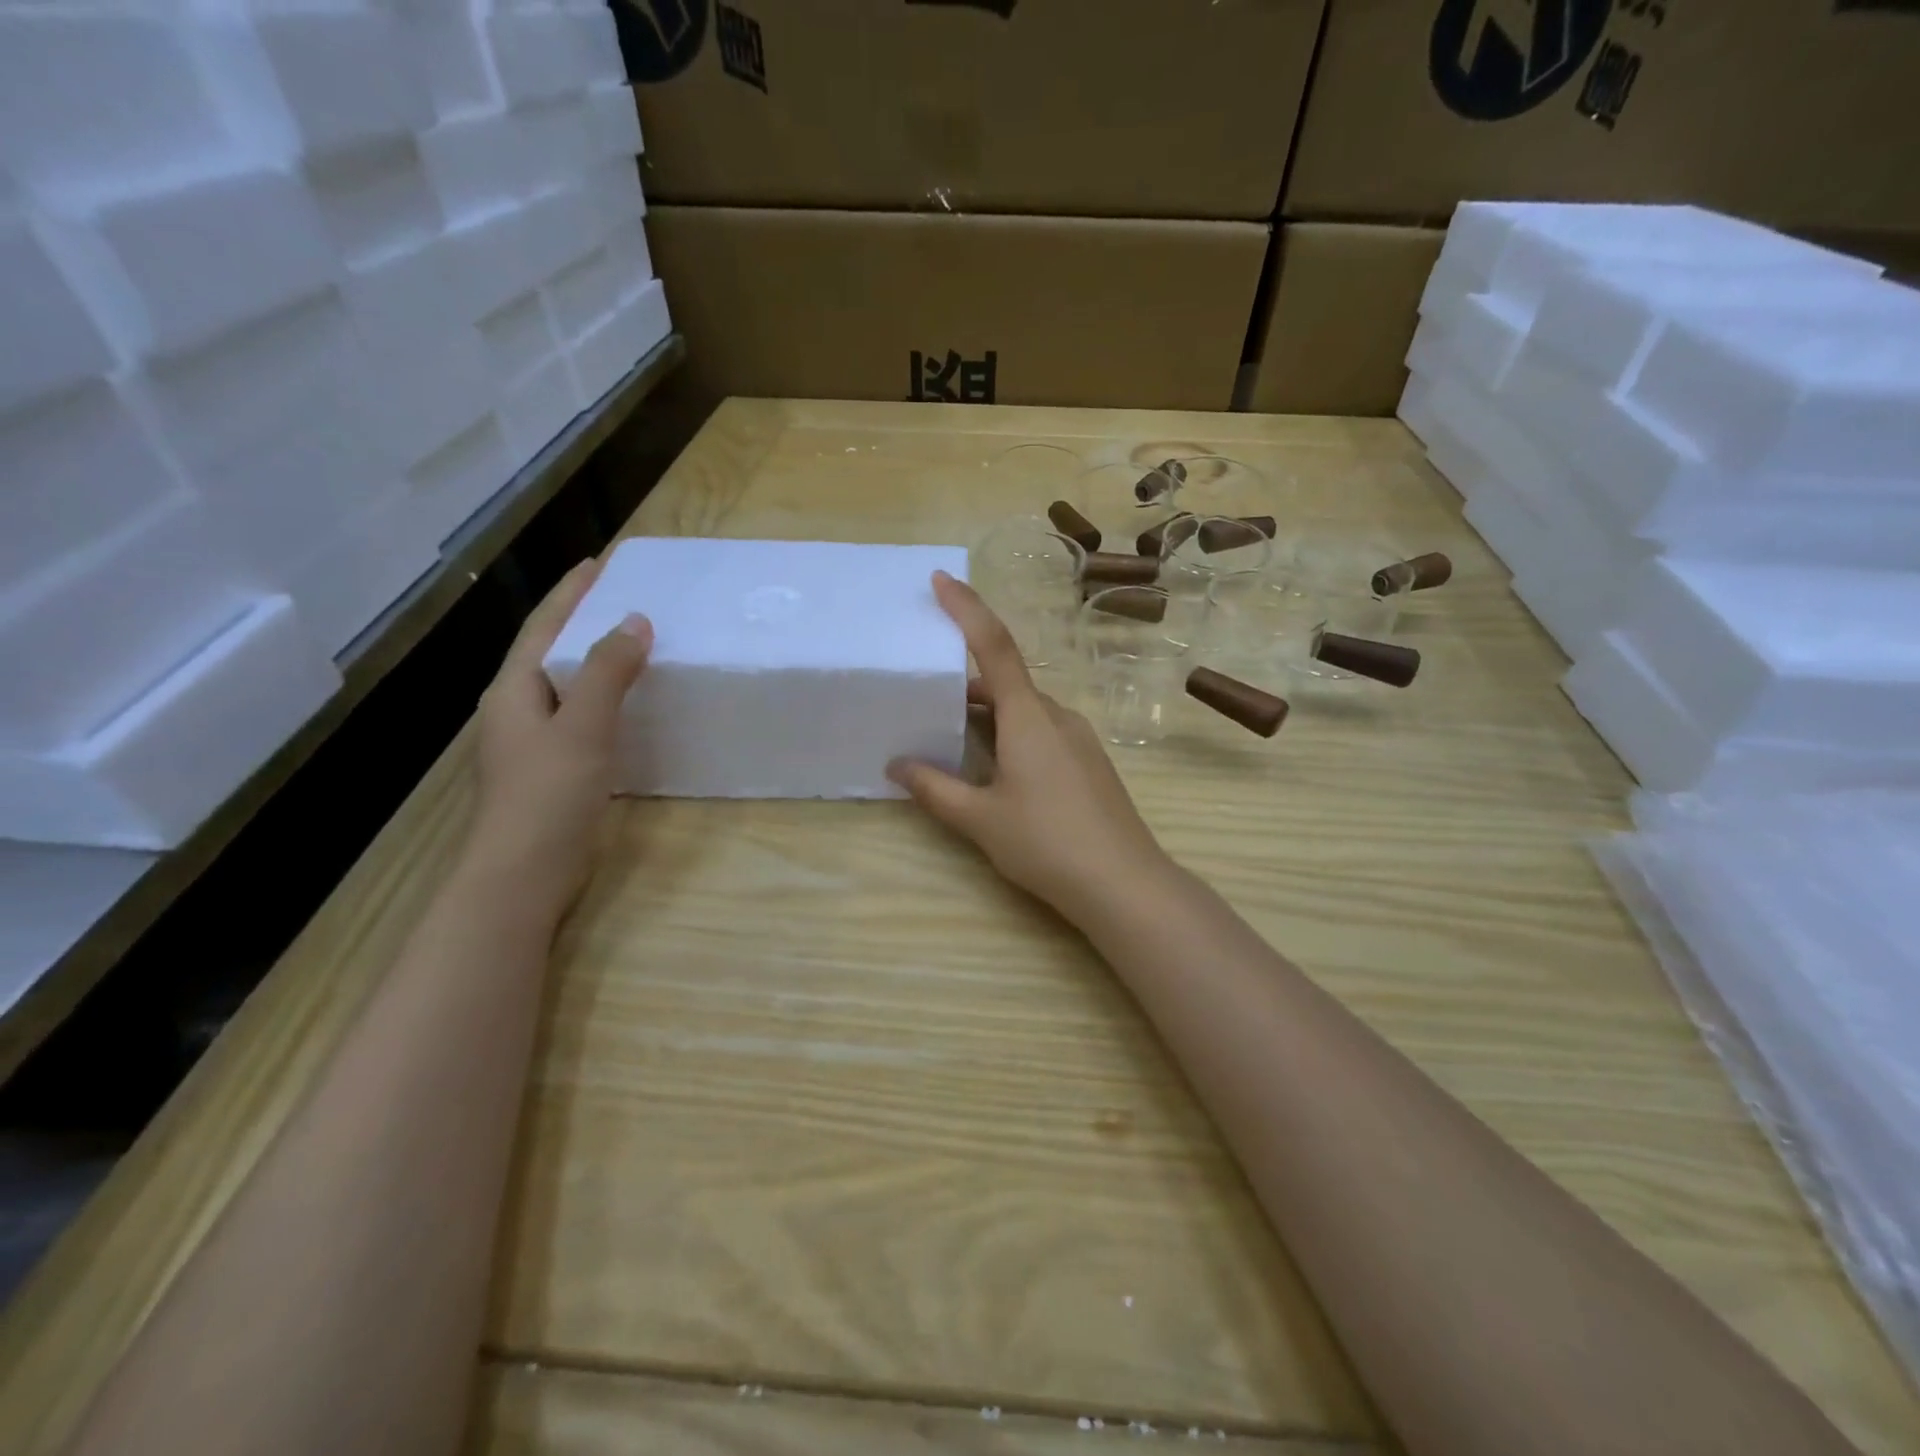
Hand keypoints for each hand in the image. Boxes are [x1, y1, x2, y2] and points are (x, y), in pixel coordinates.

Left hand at [467, 558, 652, 913]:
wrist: (522, 876)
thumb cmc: (547, 795)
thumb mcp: (582, 727)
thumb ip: (606, 673)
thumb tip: (634, 620)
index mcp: (514, 690)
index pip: (544, 625)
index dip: (572, 592)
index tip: (601, 561)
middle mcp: (519, 708)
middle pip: (552, 650)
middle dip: (584, 619)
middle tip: (627, 596)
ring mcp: (534, 742)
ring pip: (568, 685)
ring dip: (597, 659)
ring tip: (635, 641)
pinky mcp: (554, 769)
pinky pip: (582, 716)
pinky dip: (606, 697)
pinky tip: (632, 703)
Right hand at [888, 571, 1172, 920]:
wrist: (1124, 884)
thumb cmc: (1046, 843)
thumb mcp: (979, 819)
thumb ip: (934, 789)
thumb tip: (896, 766)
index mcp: (1028, 717)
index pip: (994, 646)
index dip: (966, 608)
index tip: (941, 580)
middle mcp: (1057, 716)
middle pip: (1006, 681)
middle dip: (965, 682)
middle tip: (925, 692)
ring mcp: (1079, 739)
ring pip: (1024, 710)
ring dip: (987, 714)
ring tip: (949, 736)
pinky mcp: (1089, 763)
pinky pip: (1042, 731)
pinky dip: (1010, 733)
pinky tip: (994, 768)